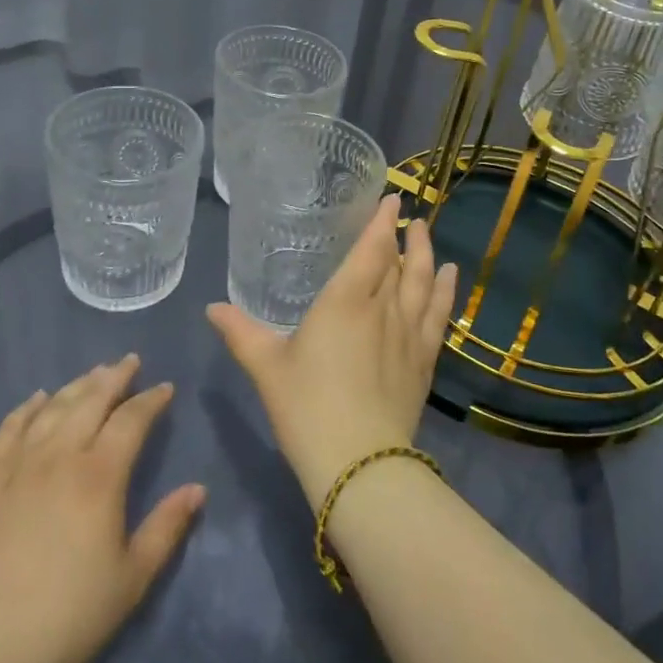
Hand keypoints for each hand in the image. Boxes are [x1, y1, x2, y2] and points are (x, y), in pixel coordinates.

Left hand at [0, 354, 204, 662]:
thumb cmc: (63, 621)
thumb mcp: (130, 582)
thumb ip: (166, 529)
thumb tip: (198, 488)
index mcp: (99, 476)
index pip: (131, 420)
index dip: (151, 400)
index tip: (164, 388)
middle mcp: (58, 456)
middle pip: (90, 400)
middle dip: (114, 377)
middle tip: (129, 361)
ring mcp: (14, 465)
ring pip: (51, 408)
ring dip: (76, 385)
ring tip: (92, 373)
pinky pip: (7, 429)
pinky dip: (26, 408)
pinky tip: (35, 400)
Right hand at [207, 195, 457, 511]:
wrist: (359, 463)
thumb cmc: (307, 407)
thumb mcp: (266, 368)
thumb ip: (241, 333)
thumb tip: (212, 308)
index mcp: (345, 301)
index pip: (371, 250)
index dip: (382, 223)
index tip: (393, 200)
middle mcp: (383, 308)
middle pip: (401, 263)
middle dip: (406, 237)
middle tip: (410, 218)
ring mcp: (408, 335)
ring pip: (424, 284)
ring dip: (428, 256)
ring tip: (429, 236)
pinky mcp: (424, 362)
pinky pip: (439, 316)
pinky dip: (446, 292)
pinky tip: (451, 279)